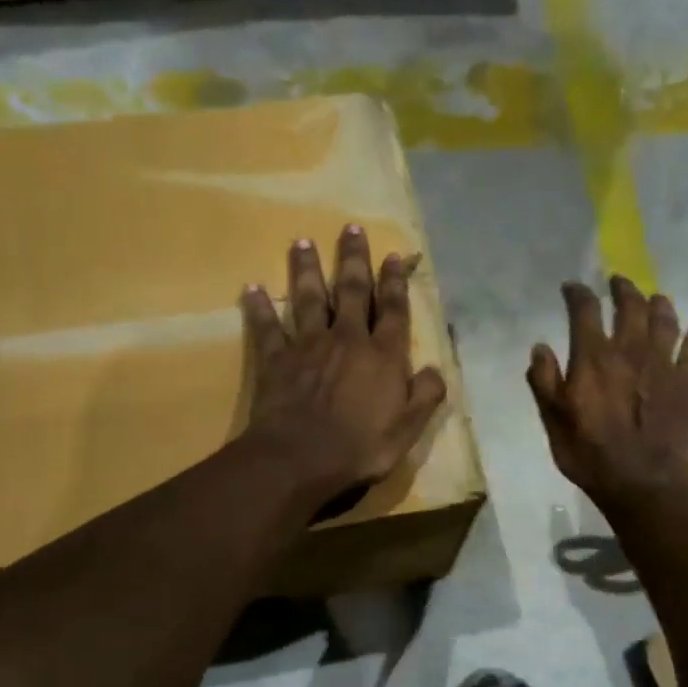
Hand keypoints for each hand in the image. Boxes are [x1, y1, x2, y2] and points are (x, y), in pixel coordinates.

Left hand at [241, 224, 447, 508]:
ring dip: (308, 270)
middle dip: (354, 260)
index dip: (396, 283)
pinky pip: (267, 327)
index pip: (394, 311)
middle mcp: (348, 339)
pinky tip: (251, 288)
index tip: (394, 256)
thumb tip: (435, 368)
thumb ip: (425, 395)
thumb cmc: (360, 447)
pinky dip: (260, 308)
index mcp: (383, 356)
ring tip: (303, 242)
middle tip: (350, 228)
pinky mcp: (276, 359)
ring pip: (309, 299)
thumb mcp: (408, 429)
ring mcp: (308, 346)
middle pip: (353, 291)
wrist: (301, 458)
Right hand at [527, 277, 687, 513]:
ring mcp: (662, 366)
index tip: (572, 288)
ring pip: (665, 322)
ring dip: (659, 305)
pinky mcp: (685, 384)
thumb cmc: (590, 454)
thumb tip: (540, 347)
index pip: (585, 311)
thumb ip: (544, 381)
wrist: (642, 482)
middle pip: (631, 306)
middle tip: (618, 283)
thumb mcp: (553, 421)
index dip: (577, 294)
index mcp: (594, 357)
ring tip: (655, 297)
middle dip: (623, 289)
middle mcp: (630, 351)